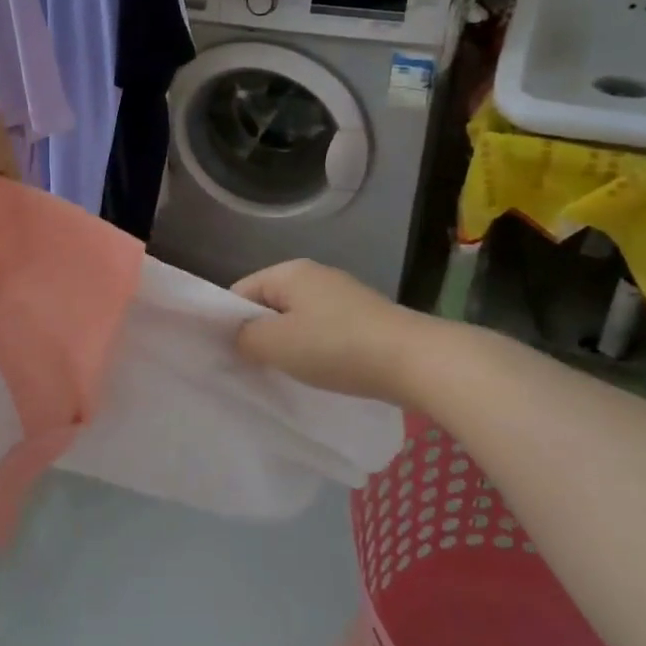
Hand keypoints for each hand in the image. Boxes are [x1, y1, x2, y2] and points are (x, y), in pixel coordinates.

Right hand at [231, 259, 413, 402]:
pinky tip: (321, 371)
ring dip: (289, 345)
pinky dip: (316, 349)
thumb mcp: (276, 345)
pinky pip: (324, 330)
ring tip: (288, 374)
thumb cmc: (336, 347)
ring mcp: (343, 295)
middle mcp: (315, 275)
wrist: (416, 361)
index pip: (240, 291)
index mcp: (289, 271)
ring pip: (297, 320)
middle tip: (254, 368)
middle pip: (269, 305)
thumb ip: (244, 338)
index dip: (228, 323)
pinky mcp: (364, 318)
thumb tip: (239, 337)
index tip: (228, 355)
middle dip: (260, 335)